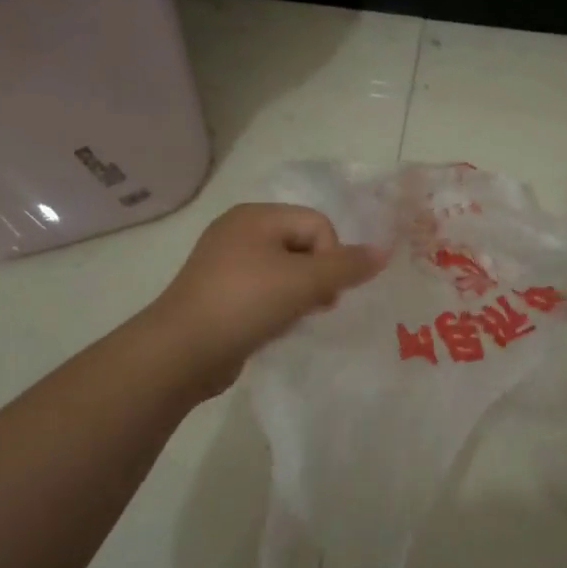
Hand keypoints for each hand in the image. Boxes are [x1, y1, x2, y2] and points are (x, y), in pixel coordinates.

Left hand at [144, 203, 383, 399]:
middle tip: (316, 306)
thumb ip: (347, 266)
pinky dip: (277, 307)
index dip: (332, 256)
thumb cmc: (245, 303)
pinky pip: (264, 292)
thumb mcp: (304, 282)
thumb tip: (384, 251)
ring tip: (294, 319)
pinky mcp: (220, 295)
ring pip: (285, 272)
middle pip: (303, 246)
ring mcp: (226, 264)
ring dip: (300, 295)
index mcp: (255, 216)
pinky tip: (275, 328)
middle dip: (318, 277)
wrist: (182, 351)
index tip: (325, 291)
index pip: (318, 224)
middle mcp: (239, 232)